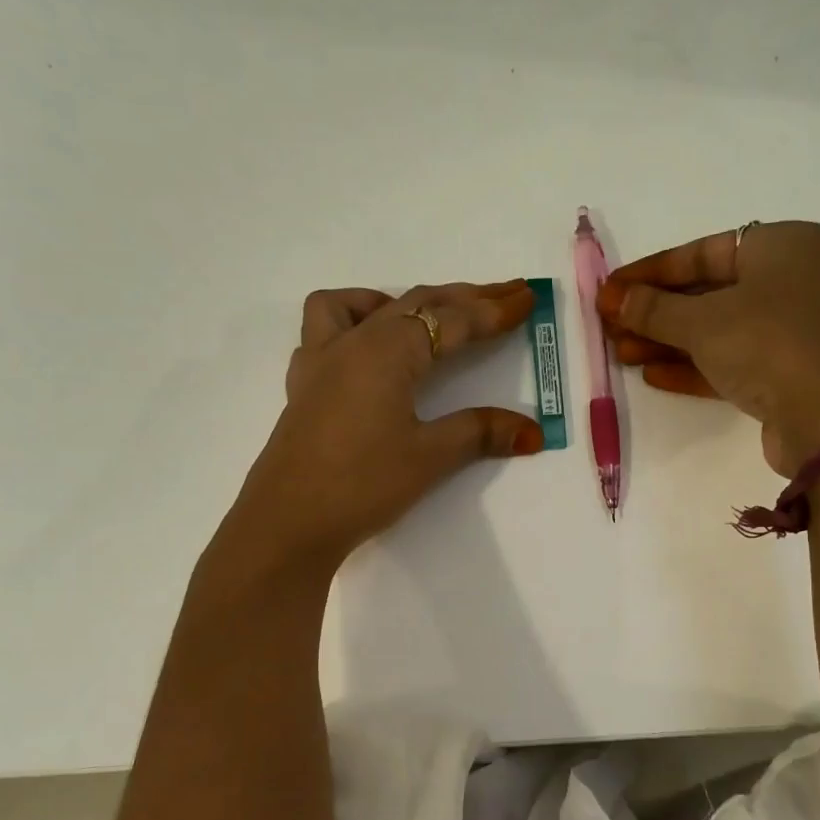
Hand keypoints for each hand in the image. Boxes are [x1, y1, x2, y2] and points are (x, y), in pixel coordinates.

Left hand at [235, 281, 542, 562]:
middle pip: (413, 303)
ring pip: (360, 306)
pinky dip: (354, 324)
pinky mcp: (303, 386)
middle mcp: (351, 343)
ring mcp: (319, 361)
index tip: (526, 297)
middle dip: (462, 298)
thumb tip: (532, 431)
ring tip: (423, 319)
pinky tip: (366, 353)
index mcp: (386, 352)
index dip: (491, 310)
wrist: (287, 523)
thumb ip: (479, 433)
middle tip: (502, 296)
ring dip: (397, 301)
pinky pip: (326, 331)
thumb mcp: (428, 457)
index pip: (450, 321)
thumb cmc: (361, 484)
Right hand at [597, 222, 819, 477]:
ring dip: (668, 342)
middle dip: (655, 312)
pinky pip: (732, 360)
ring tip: (621, 354)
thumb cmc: (769, 345)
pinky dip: (694, 366)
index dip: (650, 272)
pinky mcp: (788, 372)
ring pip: (718, 329)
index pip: (702, 252)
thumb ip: (653, 309)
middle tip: (610, 327)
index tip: (610, 291)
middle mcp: (793, 280)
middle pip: (708, 292)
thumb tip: (614, 299)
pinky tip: (653, 376)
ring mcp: (793, 329)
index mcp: (783, 246)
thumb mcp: (702, 322)